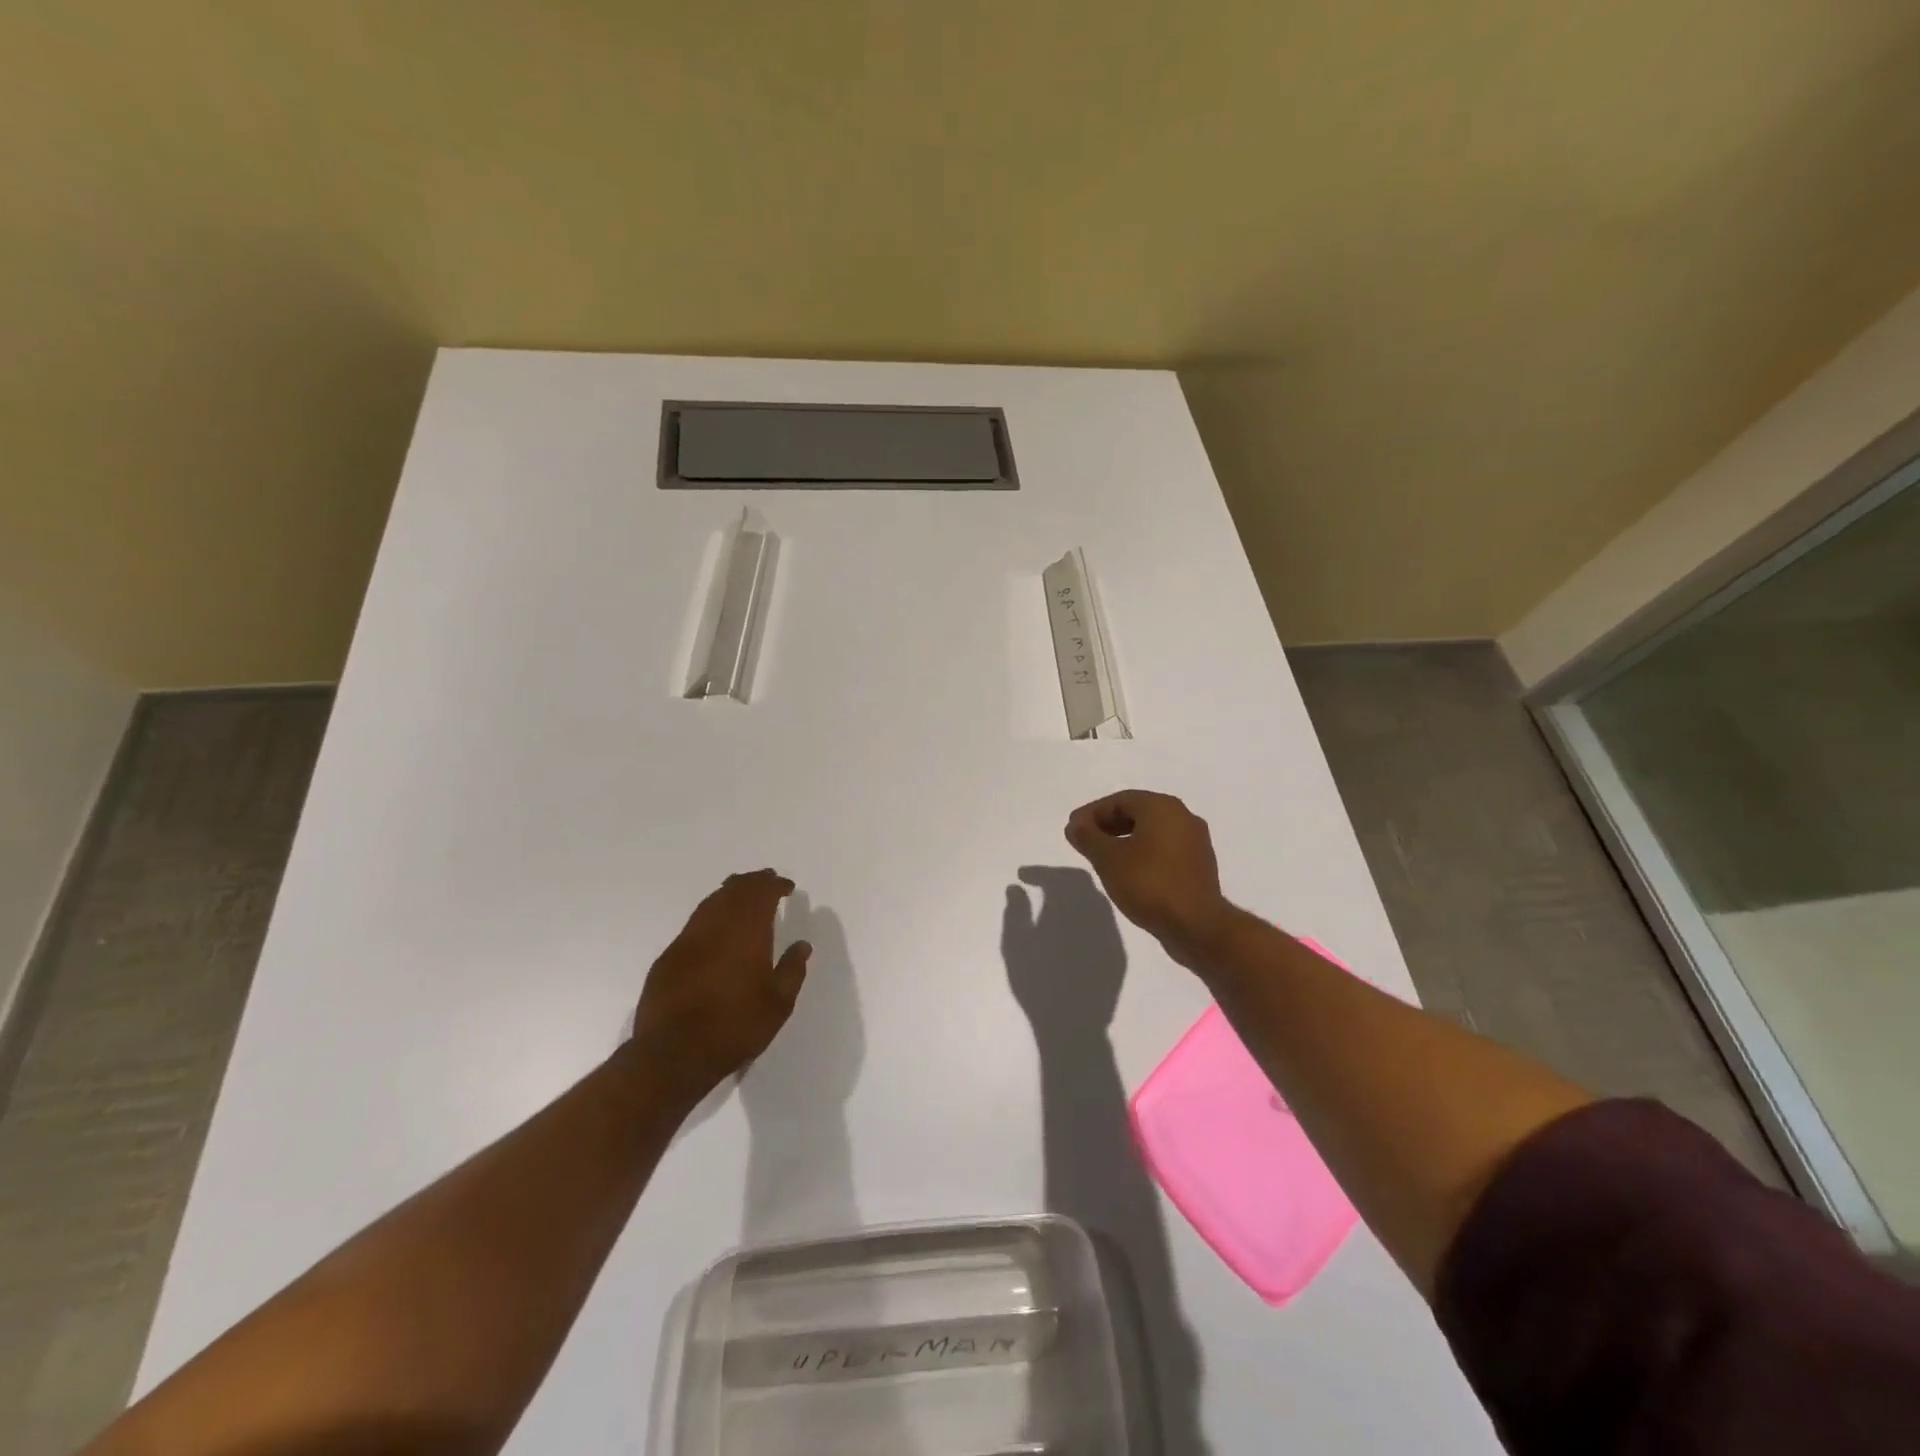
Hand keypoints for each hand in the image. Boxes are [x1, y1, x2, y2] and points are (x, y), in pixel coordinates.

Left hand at [631, 871, 810, 1103]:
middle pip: (735, 890)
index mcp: (747, 933)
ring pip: (711, 902)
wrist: (673, 1054)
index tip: (787, 887)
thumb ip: (792, 970)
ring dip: (730, 893)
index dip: (775, 885)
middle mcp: (716, 926)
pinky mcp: (668, 957)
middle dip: (753, 882)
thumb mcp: (778, 1004)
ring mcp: (688, 939)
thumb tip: (802, 945)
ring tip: (742, 894)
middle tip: (766, 880)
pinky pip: (695, 922)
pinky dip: (710, 914)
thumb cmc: (735, 1027)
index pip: (762, 894)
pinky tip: (715, 927)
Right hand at [1064, 791, 1235, 968]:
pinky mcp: (1199, 866)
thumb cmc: (1148, 884)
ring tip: (1102, 858)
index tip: (1073, 829)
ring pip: (1152, 833)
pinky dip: (1142, 854)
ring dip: (1124, 840)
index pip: (1120, 800)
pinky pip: (1164, 850)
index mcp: (1162, 808)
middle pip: (1138, 813)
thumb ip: (1088, 837)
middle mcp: (1183, 817)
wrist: (1196, 925)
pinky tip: (1128, 872)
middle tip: (1085, 841)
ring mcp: (1195, 842)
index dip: (1092, 813)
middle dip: (1108, 825)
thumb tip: (1075, 826)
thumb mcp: (1108, 859)